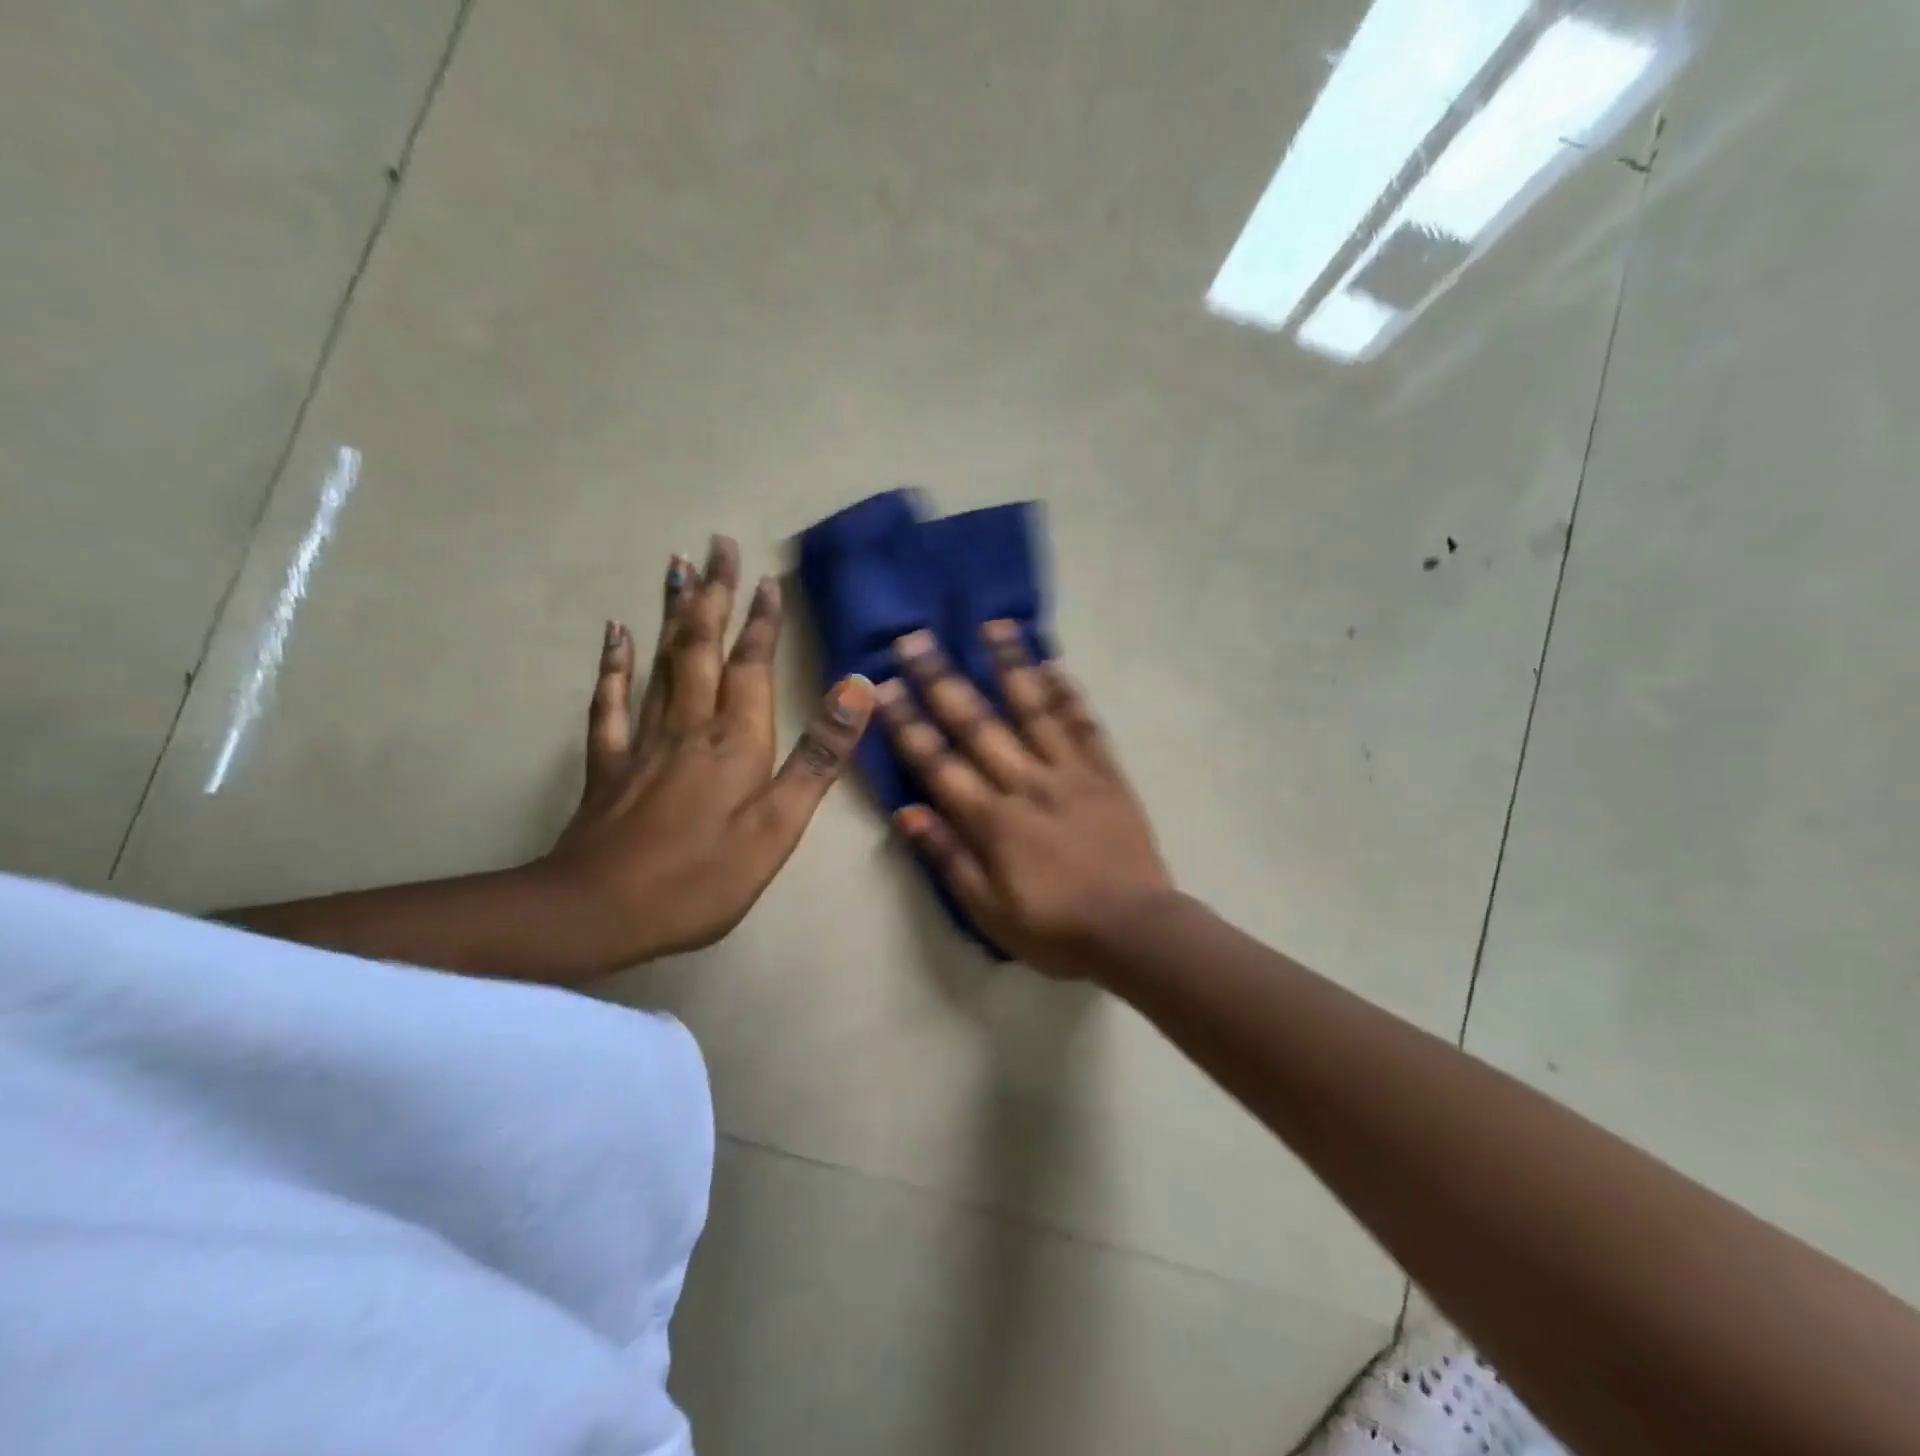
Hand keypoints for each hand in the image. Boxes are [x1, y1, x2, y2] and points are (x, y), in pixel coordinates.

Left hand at [543, 536, 874, 962]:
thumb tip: (858, 689)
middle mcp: (688, 725)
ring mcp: (643, 741)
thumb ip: (818, 757)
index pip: (752, 666)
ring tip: (678, 568)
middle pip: (703, 648)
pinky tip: (616, 633)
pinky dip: (615, 664)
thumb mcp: (778, 826)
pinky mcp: (609, 763)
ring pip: (662, 662)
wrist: (599, 911)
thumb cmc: (702, 876)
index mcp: (735, 741)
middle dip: (714, 595)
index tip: (767, 578)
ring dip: (674, 614)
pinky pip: (611, 701)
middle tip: (717, 545)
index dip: (762, 622)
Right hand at [879, 622, 1173, 977]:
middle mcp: (1026, 783)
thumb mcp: (987, 910)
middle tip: (916, 639)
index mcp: (992, 820)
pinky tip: (1054, 663)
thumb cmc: (1053, 927)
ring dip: (1010, 666)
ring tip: (992, 625)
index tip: (884, 686)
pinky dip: (1069, 693)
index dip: (908, 724)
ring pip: (1035, 710)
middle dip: (942, 680)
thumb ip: (947, 857)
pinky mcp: (1106, 774)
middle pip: (978, 724)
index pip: (939, 763)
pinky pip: (1085, 725)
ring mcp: (1070, 773)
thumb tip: (906, 812)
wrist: (1134, 931)